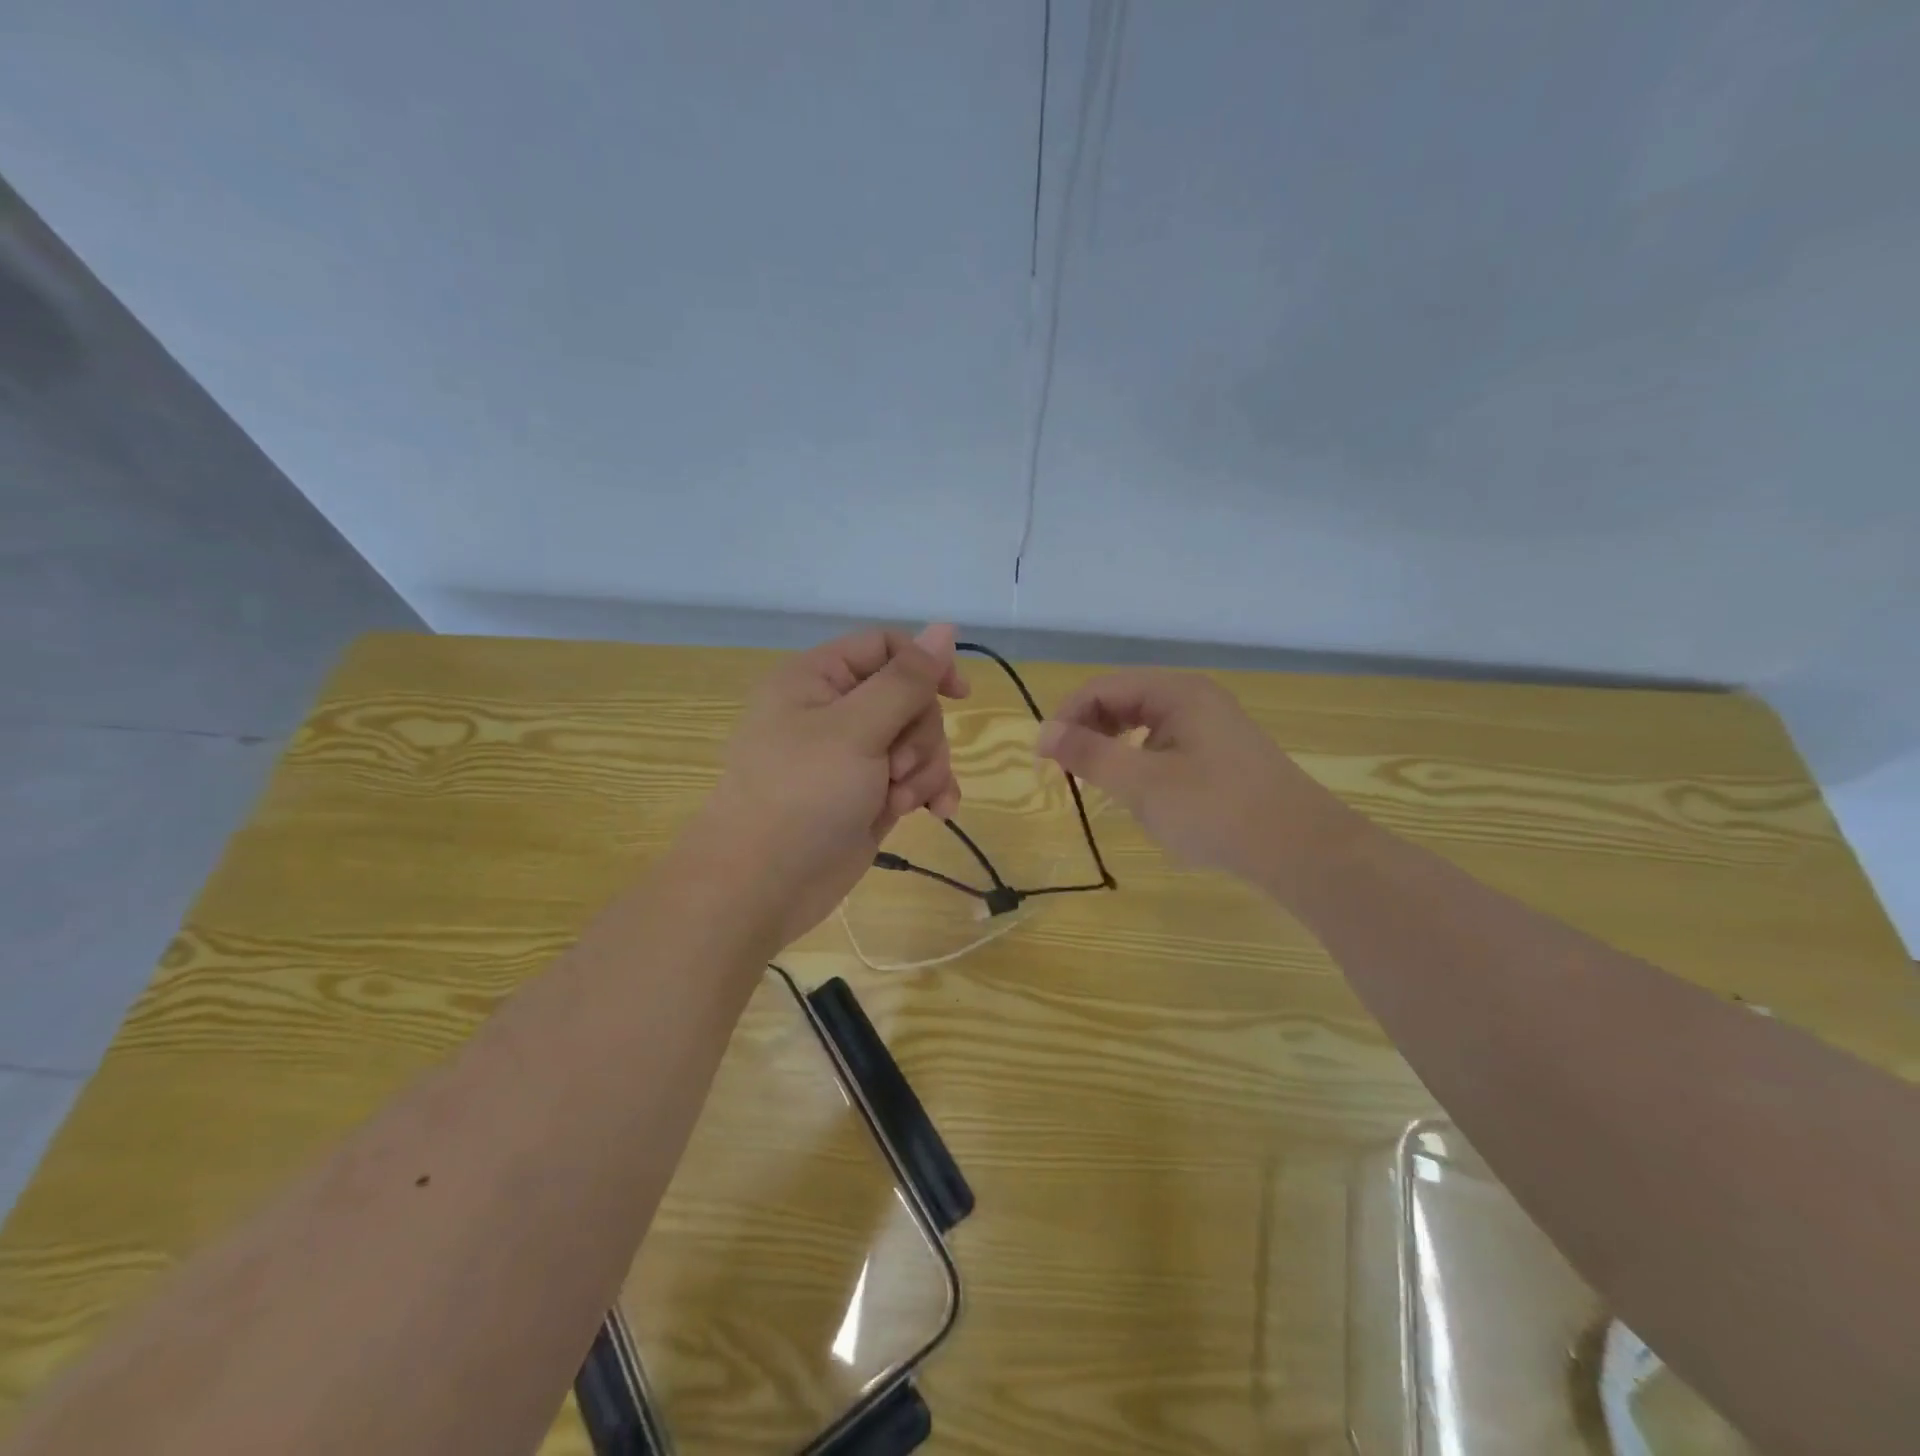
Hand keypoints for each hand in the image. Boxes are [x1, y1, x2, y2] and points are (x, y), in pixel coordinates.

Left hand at [696, 624, 969, 946]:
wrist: (762, 886)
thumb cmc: (802, 794)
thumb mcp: (856, 729)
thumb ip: (906, 680)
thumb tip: (945, 628)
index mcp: (819, 678)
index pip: (886, 648)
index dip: (925, 665)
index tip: (957, 694)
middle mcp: (837, 711)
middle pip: (910, 698)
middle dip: (920, 734)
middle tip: (898, 767)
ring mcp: (854, 757)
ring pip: (918, 741)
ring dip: (924, 769)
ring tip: (901, 800)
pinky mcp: (868, 795)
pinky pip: (915, 778)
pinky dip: (928, 791)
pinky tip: (938, 813)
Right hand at [1036, 670, 1348, 884]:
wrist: (1301, 848)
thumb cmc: (1215, 810)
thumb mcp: (1141, 783)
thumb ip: (1089, 754)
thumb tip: (1043, 733)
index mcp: (1176, 692)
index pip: (1102, 688)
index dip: (1067, 717)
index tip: (1045, 757)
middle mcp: (1195, 698)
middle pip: (1123, 699)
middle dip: (1089, 730)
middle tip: (1069, 770)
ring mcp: (1213, 725)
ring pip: (1144, 723)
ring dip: (1114, 746)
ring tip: (1101, 781)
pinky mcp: (1223, 753)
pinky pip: (1167, 743)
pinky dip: (1141, 760)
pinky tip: (1144, 792)